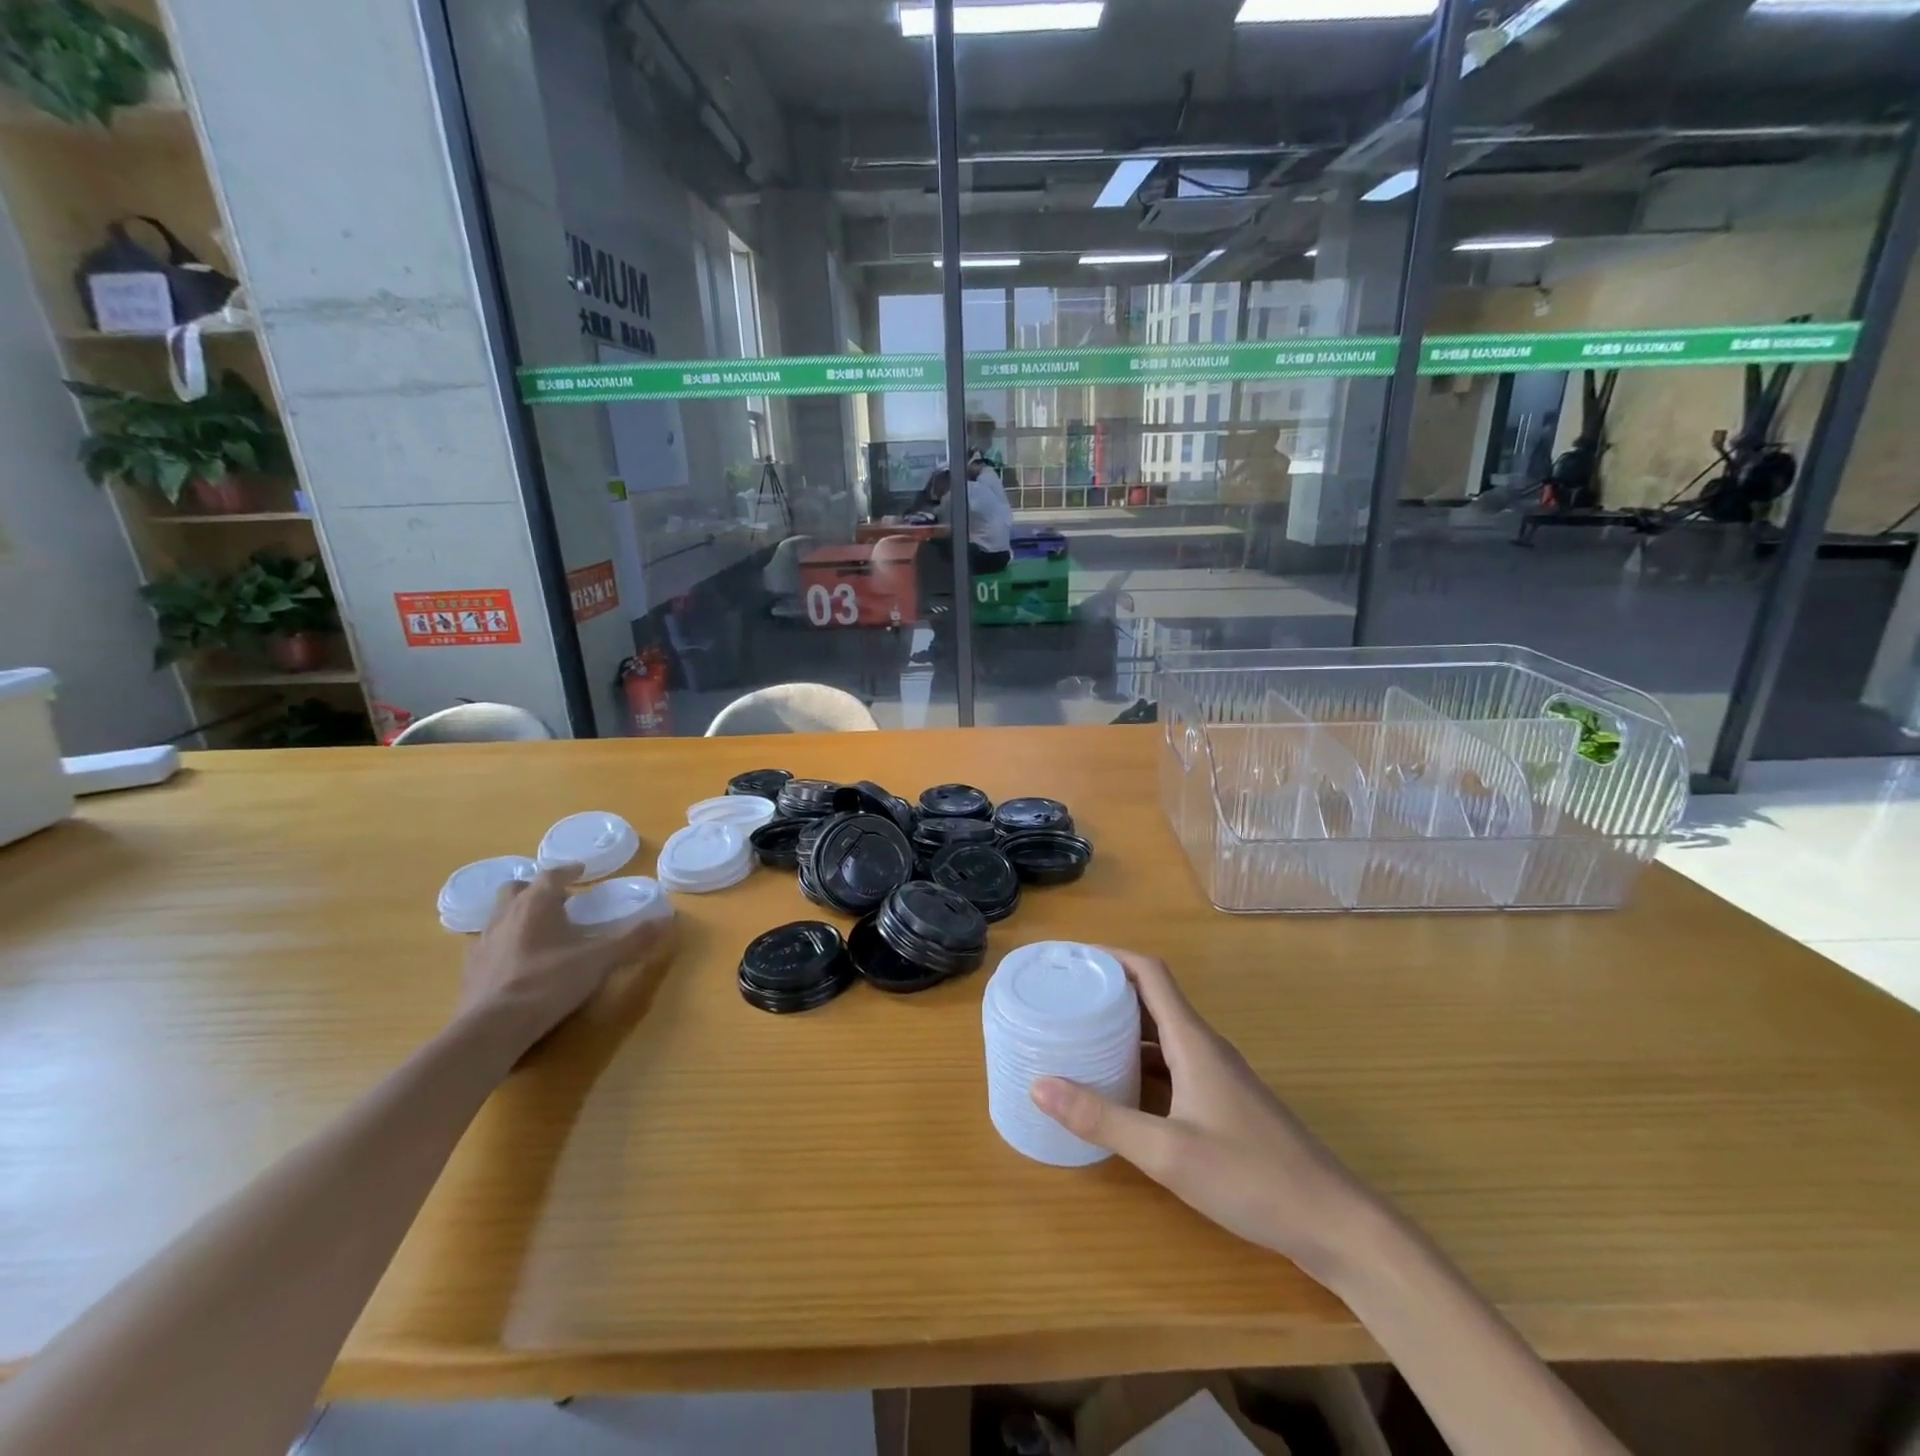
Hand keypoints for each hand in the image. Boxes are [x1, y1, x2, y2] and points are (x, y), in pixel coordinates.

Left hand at [457, 865, 672, 1054]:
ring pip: (498, 916)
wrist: (491, 1029)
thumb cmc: (547, 983)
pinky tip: (517, 961)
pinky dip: (504, 944)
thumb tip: (666, 920)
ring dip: (517, 915)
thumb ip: (632, 940)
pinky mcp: (470, 971)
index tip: (581, 872)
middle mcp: (505, 916)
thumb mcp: (599, 961)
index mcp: (536, 905)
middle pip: (515, 889)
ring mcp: (483, 943)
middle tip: (557, 899)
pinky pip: (488, 945)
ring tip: (538, 929)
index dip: (568, 871)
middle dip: (535, 889)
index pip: (551, 875)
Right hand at [1031, 950, 1373, 1285]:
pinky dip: (1140, 1063)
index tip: (1072, 958)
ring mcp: (1216, 1076)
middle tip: (1063, 997)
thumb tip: (1039, 1084)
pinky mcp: (1223, 1104)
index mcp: (1193, 1040)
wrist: (1333, 1223)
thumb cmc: (1251, 1177)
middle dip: (1108, 991)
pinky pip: (1172, 1065)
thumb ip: (1102, 1118)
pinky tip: (1118, 1087)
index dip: (1111, 956)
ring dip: (1123, 1028)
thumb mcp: (1167, 1152)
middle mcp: (1204, 1047)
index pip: (1150, 973)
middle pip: (1152, 999)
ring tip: (1079, 1034)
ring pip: (1161, 1035)